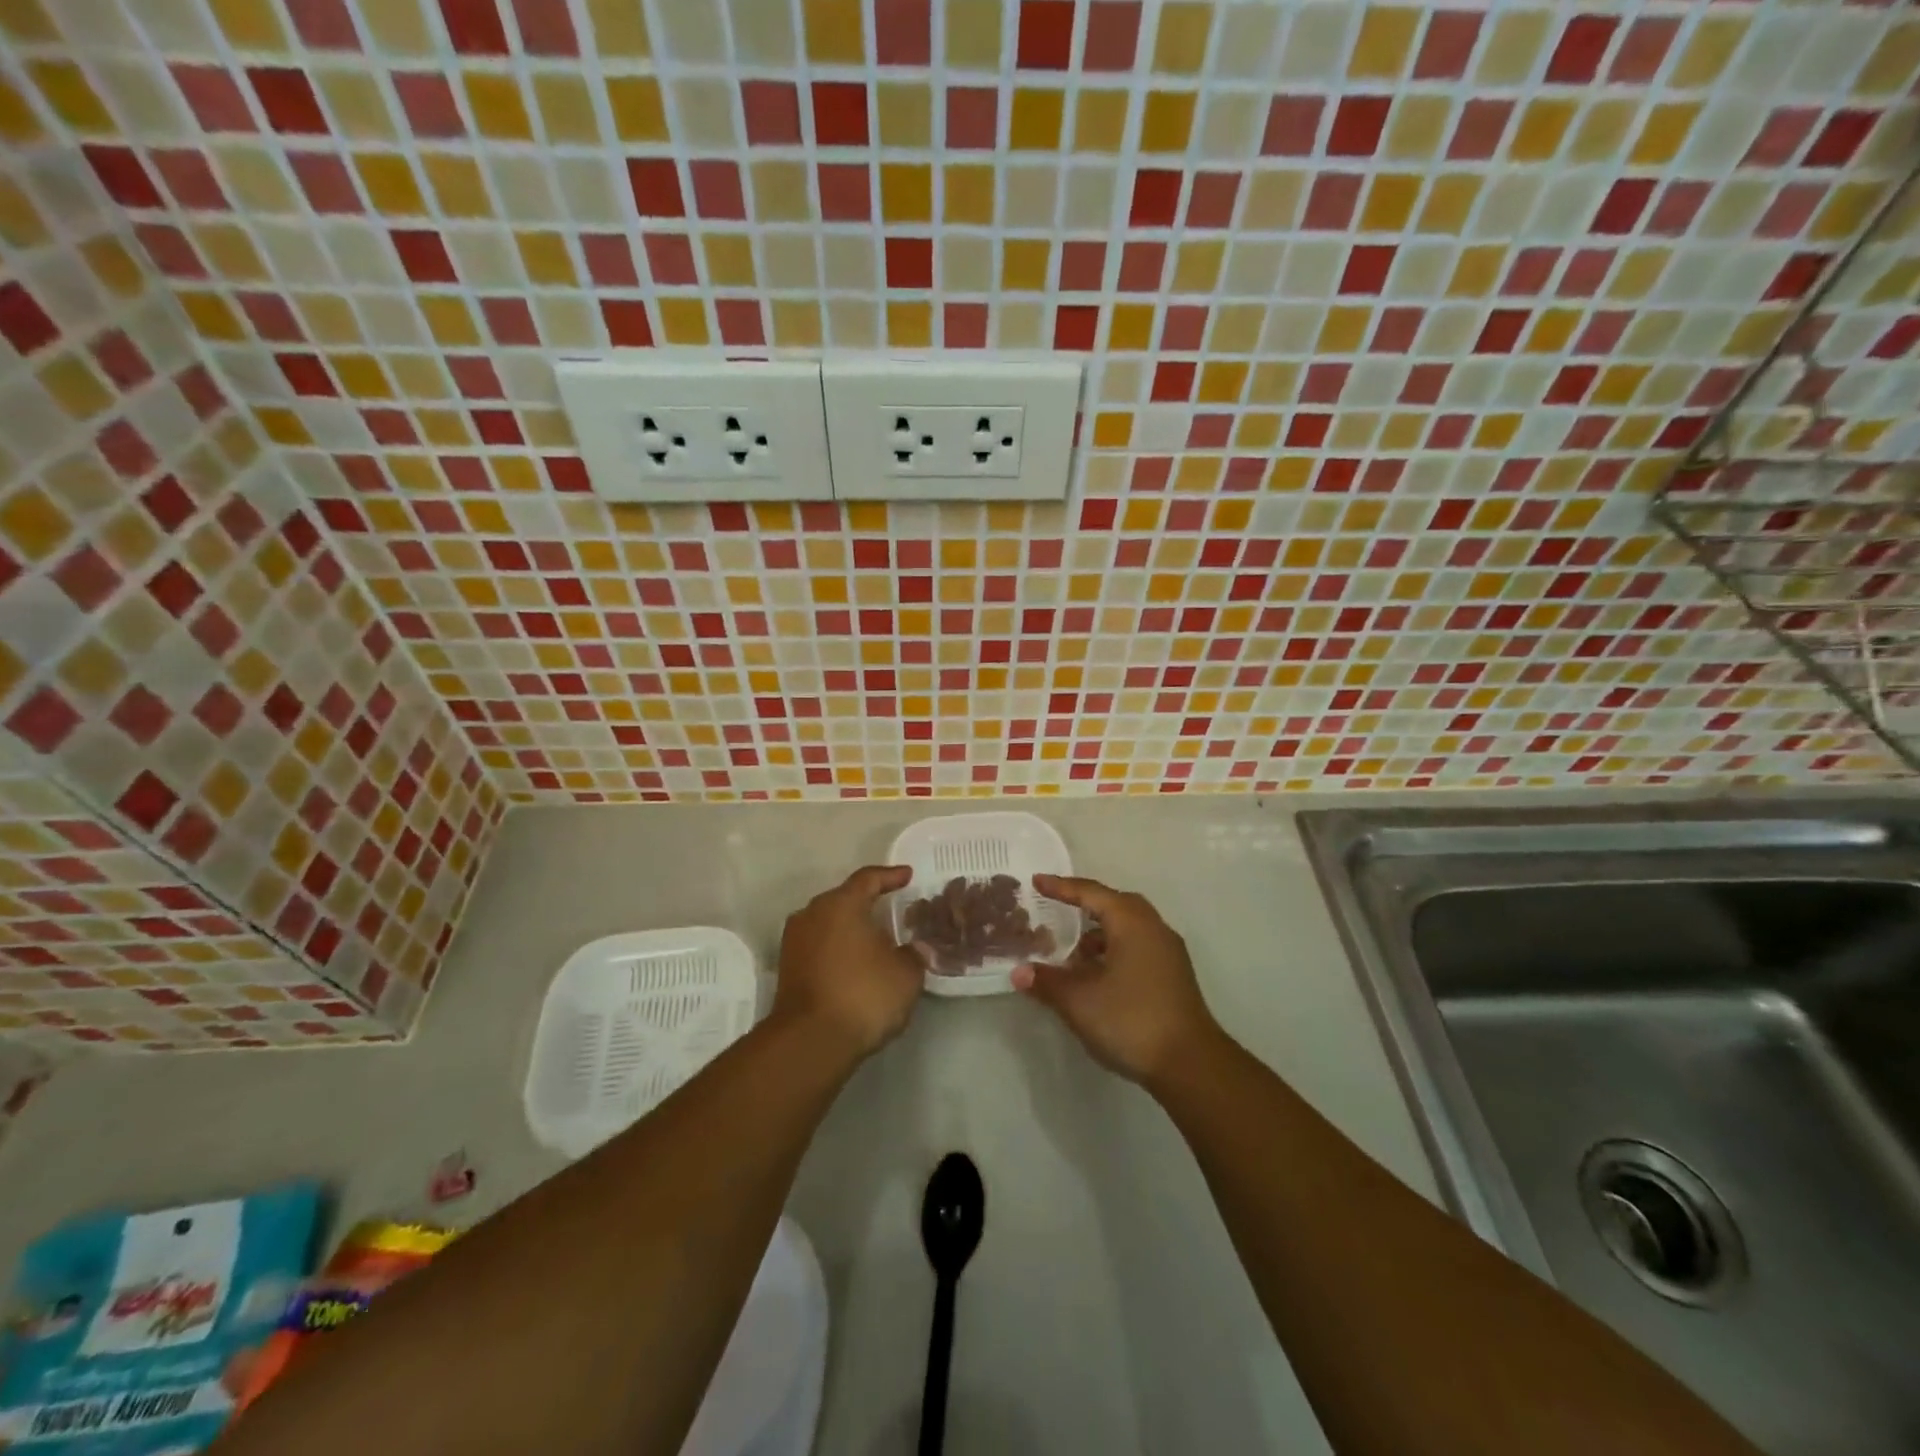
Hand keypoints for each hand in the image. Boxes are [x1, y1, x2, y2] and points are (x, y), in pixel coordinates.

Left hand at [774, 865, 923, 1061]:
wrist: (810, 1041)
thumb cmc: (863, 995)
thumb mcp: (906, 974)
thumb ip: (913, 954)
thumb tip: (913, 948)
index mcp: (842, 904)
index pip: (868, 879)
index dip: (890, 876)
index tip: (907, 876)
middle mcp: (812, 913)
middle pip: (844, 899)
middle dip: (868, 903)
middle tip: (891, 910)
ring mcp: (795, 941)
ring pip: (828, 923)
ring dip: (850, 928)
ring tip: (874, 939)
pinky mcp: (787, 968)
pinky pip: (819, 945)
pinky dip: (837, 948)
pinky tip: (854, 963)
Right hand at [1012, 875, 1220, 1085]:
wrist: (1191, 1065)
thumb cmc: (1131, 1020)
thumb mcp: (1079, 1001)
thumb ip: (1047, 982)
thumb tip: (1019, 972)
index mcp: (1131, 922)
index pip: (1091, 893)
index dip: (1061, 887)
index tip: (1037, 882)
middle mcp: (1153, 928)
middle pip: (1114, 905)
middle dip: (1084, 907)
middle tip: (1056, 910)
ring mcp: (1168, 953)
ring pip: (1128, 929)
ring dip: (1099, 934)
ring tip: (1072, 954)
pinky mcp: (1173, 976)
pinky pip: (1137, 947)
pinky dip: (1113, 952)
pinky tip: (1097, 977)